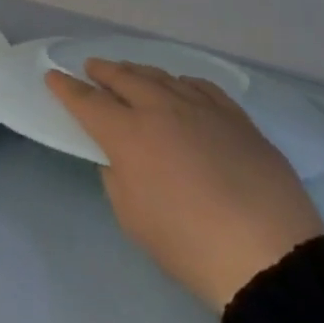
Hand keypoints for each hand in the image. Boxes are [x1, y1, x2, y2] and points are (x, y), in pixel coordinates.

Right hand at [46, 60, 323, 310]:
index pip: (87, 102)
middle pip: (125, 78)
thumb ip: (117, 176)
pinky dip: (182, 82)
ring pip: (163, 77)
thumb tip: (122, 157)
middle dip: (103, 71)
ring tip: (130, 72)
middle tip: (91, 67)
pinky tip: (181, 85)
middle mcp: (161, 110)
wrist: (269, 255)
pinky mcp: (237, 120)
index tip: (54, 77)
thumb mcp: (131, 216)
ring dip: (140, 72)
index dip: (66, 88)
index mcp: (128, 134)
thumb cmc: (187, 243)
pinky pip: (202, 88)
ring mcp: (203, 110)